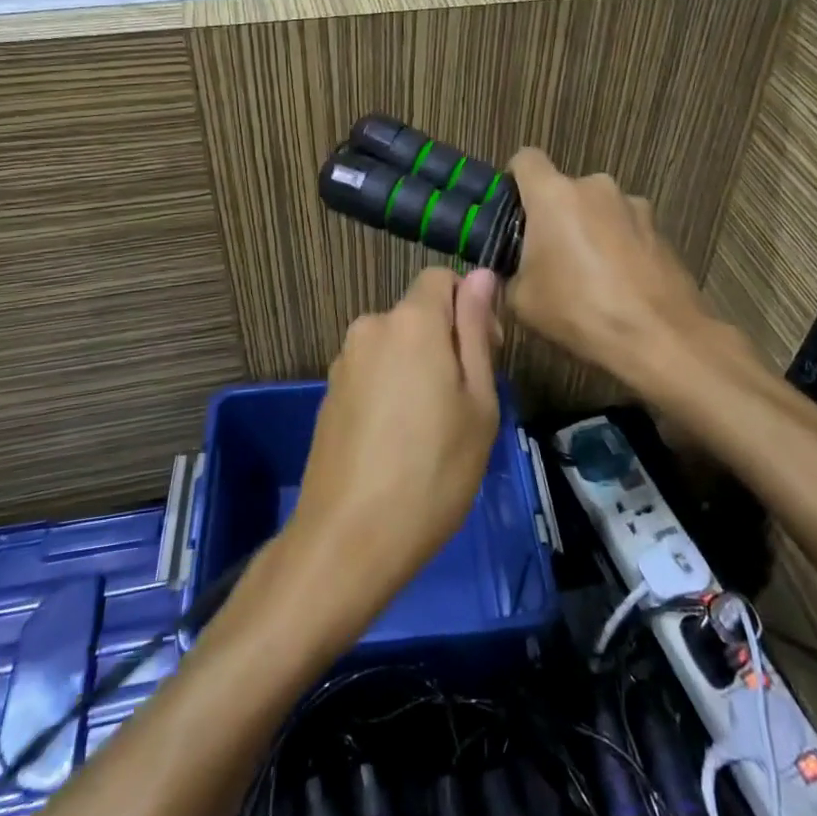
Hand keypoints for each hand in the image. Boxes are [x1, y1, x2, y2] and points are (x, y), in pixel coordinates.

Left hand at [288, 268, 501, 607]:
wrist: (348, 539)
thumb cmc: (433, 471)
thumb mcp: (476, 401)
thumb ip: (475, 330)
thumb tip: (481, 275)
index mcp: (410, 322)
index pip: (440, 278)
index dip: (470, 305)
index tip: (487, 354)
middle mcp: (370, 328)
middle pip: (418, 314)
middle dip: (447, 341)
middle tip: (466, 403)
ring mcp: (344, 362)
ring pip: (396, 346)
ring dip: (420, 368)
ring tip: (434, 429)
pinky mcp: (329, 394)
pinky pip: (373, 373)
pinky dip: (393, 390)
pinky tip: (400, 442)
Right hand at [504, 148, 713, 384]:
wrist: (659, 337)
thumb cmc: (579, 311)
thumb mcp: (521, 300)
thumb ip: (509, 271)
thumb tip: (514, 268)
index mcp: (555, 195)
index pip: (526, 158)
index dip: (514, 180)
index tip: (512, 213)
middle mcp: (596, 187)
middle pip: (563, 190)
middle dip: (553, 217)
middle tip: (548, 259)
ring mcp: (634, 205)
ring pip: (597, 209)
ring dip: (588, 231)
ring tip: (590, 277)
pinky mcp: (660, 228)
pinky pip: (625, 229)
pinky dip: (617, 247)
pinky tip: (620, 285)